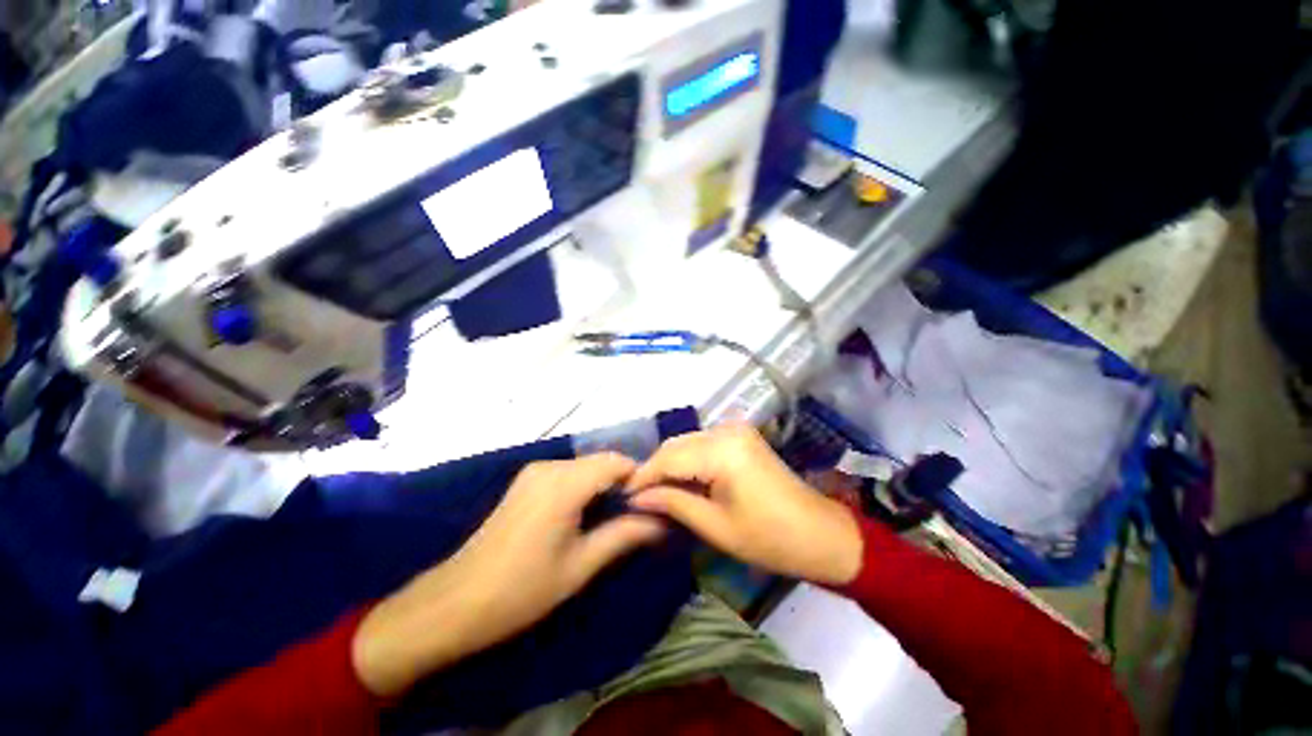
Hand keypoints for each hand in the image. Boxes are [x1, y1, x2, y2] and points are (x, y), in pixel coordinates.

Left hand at [352, 453, 663, 696]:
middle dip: (623, 483)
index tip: (653, 504)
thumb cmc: (522, 589)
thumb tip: (663, 523)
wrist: (456, 602)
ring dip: (604, 485)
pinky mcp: (526, 481)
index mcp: (564, 483)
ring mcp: (535, 471)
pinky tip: (586, 514)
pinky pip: (568, 474)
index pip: (617, 462)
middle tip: (639, 514)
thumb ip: (624, 536)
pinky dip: (585, 486)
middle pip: (601, 462)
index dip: (640, 478)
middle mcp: (550, 466)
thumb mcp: (581, 565)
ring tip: (616, 516)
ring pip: (585, 467)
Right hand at [627, 425, 862, 585]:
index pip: (668, 457)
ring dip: (669, 464)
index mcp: (722, 451)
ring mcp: (736, 430)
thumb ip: (673, 504)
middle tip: (636, 496)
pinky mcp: (741, 436)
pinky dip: (687, 461)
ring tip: (653, 491)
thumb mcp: (715, 526)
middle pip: (676, 445)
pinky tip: (679, 480)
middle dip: (654, 469)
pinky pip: (702, 444)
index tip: (621, 495)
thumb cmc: (770, 538)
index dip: (642, 476)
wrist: (820, 534)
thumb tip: (636, 498)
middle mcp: (726, 430)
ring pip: (687, 442)